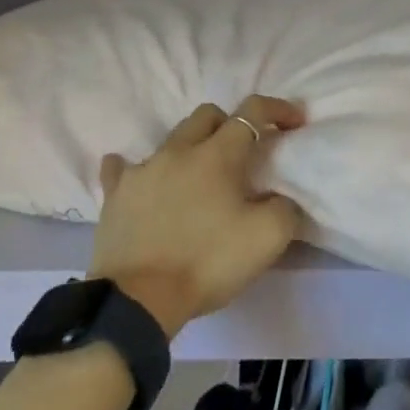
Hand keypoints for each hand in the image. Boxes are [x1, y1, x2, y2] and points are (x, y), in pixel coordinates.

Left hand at [88, 96, 308, 338]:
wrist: (138, 300)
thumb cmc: (207, 262)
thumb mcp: (268, 238)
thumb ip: (285, 207)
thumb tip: (280, 198)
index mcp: (217, 155)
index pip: (252, 112)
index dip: (278, 109)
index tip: (295, 121)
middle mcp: (178, 151)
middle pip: (207, 115)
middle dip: (231, 124)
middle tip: (244, 152)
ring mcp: (141, 170)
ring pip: (170, 140)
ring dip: (191, 148)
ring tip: (199, 176)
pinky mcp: (114, 195)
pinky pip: (122, 168)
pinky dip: (137, 169)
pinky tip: (144, 180)